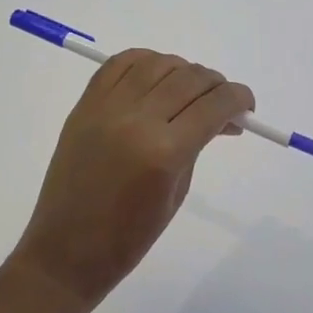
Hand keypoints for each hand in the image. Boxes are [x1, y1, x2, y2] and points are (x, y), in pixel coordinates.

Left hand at [13, 50, 253, 307]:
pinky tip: (157, 76)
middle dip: (216, 84)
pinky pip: (120, 63)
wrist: (65, 251)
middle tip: (221, 101)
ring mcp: (107, 107)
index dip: (239, 98)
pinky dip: (145, 61)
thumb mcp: (177, 191)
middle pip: (190, 78)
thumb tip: (223, 115)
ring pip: (158, 63)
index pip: (214, 105)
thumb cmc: (129, 237)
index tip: (247, 105)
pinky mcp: (85, 104)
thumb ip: (198, 144)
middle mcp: (137, 119)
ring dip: (183, 70)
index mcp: (164, 152)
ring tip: (189, 90)